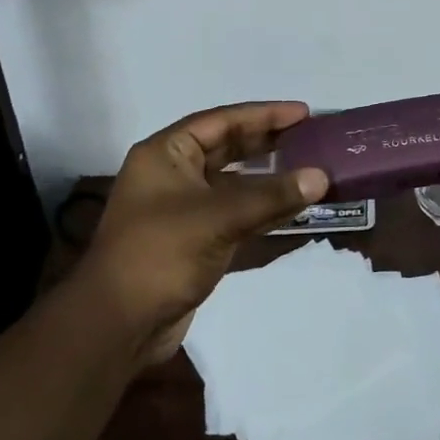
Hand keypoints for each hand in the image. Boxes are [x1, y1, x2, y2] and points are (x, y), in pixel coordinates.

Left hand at [75, 102, 329, 364]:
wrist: (118, 326)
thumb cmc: (160, 254)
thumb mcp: (218, 218)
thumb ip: (271, 196)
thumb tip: (322, 177)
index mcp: (165, 154)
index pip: (221, 121)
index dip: (264, 114)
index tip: (303, 113)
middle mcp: (172, 174)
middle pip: (228, 147)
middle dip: (268, 142)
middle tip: (311, 137)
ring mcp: (183, 208)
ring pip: (234, 182)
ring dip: (269, 178)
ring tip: (309, 168)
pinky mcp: (194, 239)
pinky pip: (234, 212)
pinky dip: (262, 208)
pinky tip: (292, 207)